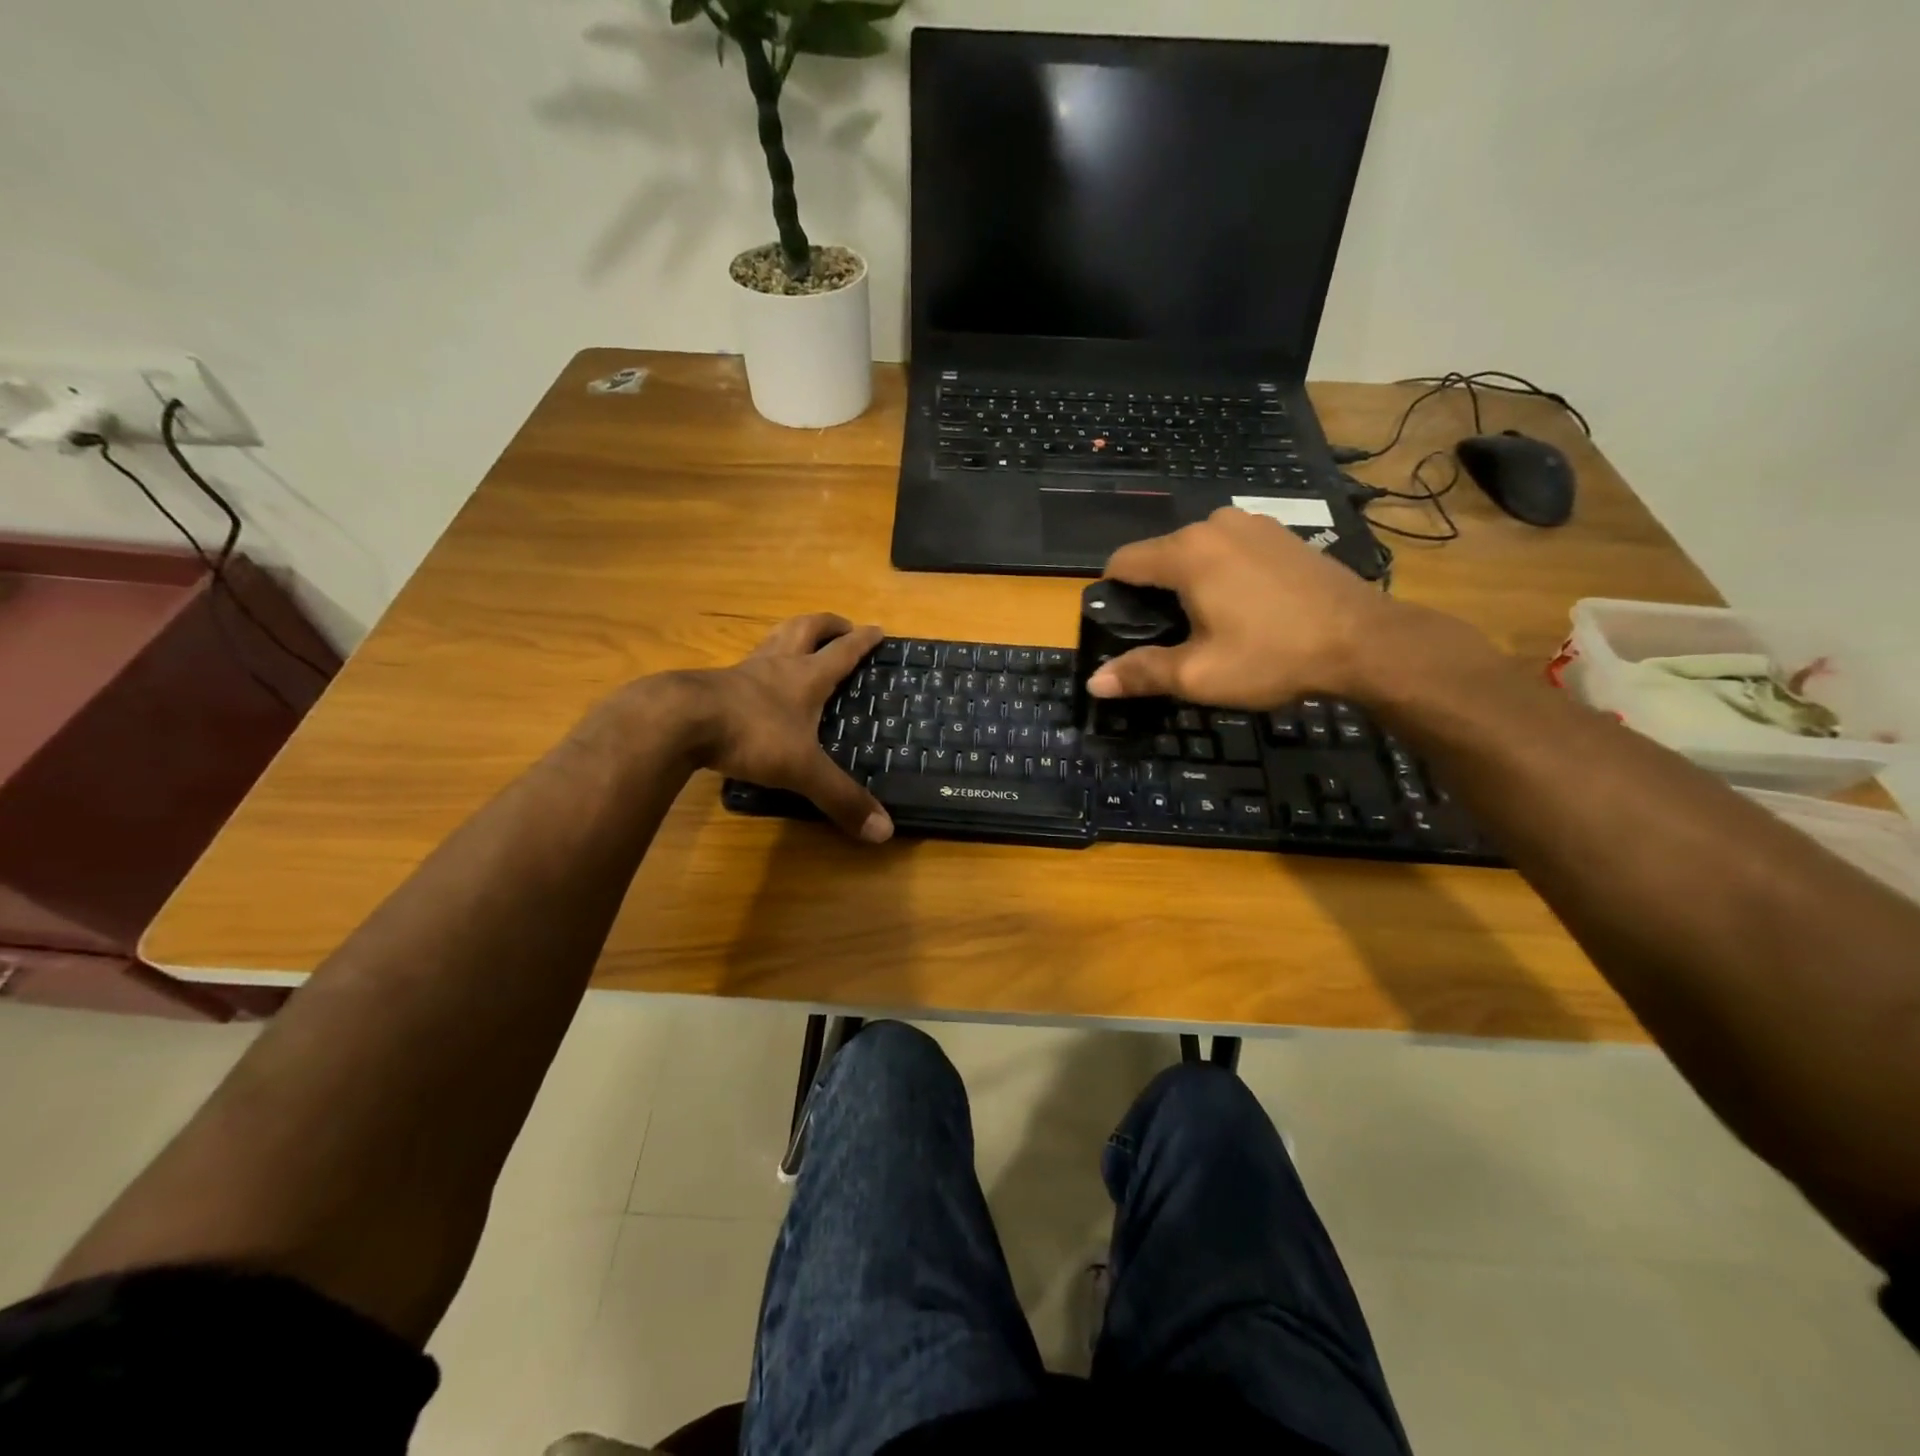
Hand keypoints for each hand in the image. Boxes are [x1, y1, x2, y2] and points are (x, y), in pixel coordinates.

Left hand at [676, 614, 892, 842]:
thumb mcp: (802, 769)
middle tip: (842, 626)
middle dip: (827, 625)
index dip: (862, 640)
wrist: (679, 720)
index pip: (842, 652)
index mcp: (806, 677)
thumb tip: (885, 830)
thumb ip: (841, 797)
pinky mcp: (713, 684)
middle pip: (806, 629)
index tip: (877, 629)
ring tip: (801, 639)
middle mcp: (777, 665)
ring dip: (791, 634)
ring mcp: (742, 671)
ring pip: (773, 639)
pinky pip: (744, 665)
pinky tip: (756, 679)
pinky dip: (759, 664)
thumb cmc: (752, 734)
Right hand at [1085, 507, 1410, 709]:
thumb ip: (1142, 673)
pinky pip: (1230, 551)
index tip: (1122, 629)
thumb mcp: (1199, 675)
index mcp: (1186, 552)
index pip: (1122, 562)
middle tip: (1170, 639)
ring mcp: (1252, 524)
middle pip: (1159, 557)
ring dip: (1189, 584)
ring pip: (1196, 553)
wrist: (1366, 641)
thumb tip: (1094, 683)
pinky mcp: (1281, 534)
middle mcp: (1214, 524)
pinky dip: (1222, 574)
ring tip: (1209, 625)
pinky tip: (1244, 608)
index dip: (1111, 597)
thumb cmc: (1273, 656)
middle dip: (1154, 594)